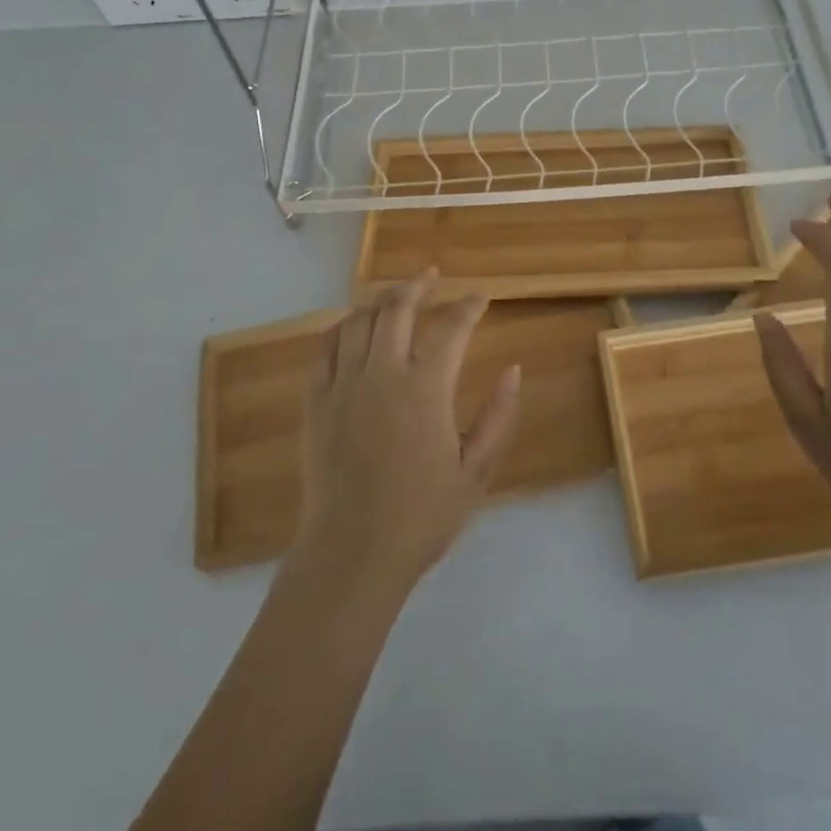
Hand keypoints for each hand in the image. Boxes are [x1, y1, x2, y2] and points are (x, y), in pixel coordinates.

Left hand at [294, 271, 520, 593]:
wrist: (353, 554)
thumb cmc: (423, 516)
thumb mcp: (476, 471)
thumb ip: (499, 416)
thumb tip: (514, 370)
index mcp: (426, 388)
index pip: (451, 328)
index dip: (469, 306)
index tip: (481, 297)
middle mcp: (382, 374)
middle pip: (398, 308)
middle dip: (419, 285)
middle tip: (432, 276)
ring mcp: (344, 385)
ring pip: (359, 320)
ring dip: (380, 300)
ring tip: (396, 295)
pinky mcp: (316, 402)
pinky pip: (325, 348)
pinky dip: (341, 327)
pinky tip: (352, 325)